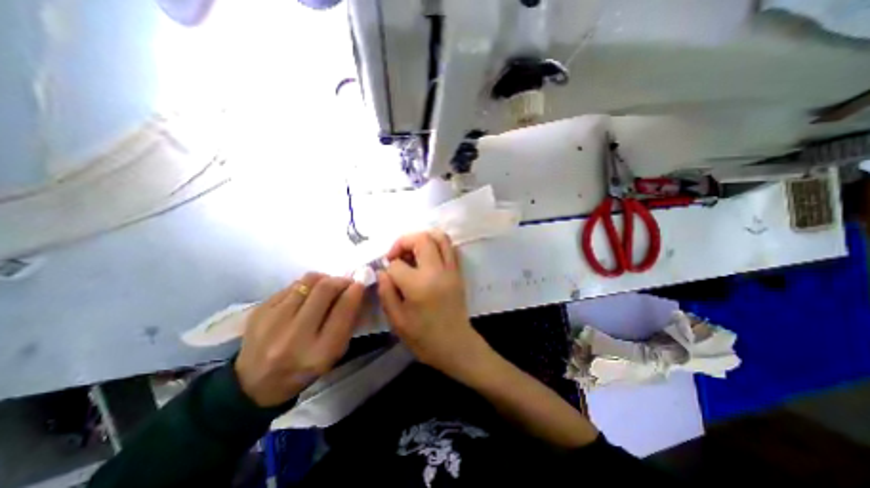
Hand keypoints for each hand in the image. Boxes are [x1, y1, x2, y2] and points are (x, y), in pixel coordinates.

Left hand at [234, 272, 363, 405]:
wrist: (255, 384)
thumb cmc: (305, 369)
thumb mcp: (334, 353)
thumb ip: (347, 322)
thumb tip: (355, 290)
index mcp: (320, 352)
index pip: (343, 309)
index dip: (355, 291)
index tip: (360, 283)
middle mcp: (295, 336)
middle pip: (324, 289)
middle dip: (340, 280)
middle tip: (345, 282)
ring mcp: (272, 322)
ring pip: (307, 281)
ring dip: (323, 279)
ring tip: (325, 287)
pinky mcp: (258, 311)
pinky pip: (291, 286)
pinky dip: (304, 287)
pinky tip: (305, 297)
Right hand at [379, 230, 492, 377]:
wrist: (456, 345)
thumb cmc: (424, 338)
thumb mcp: (397, 320)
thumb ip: (386, 292)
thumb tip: (383, 271)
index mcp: (419, 285)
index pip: (397, 264)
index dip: (388, 268)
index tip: (388, 278)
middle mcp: (437, 271)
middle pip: (421, 239)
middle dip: (403, 242)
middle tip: (396, 256)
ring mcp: (451, 269)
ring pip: (440, 237)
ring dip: (422, 238)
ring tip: (411, 252)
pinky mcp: (458, 272)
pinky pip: (449, 247)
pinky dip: (436, 245)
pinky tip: (426, 258)